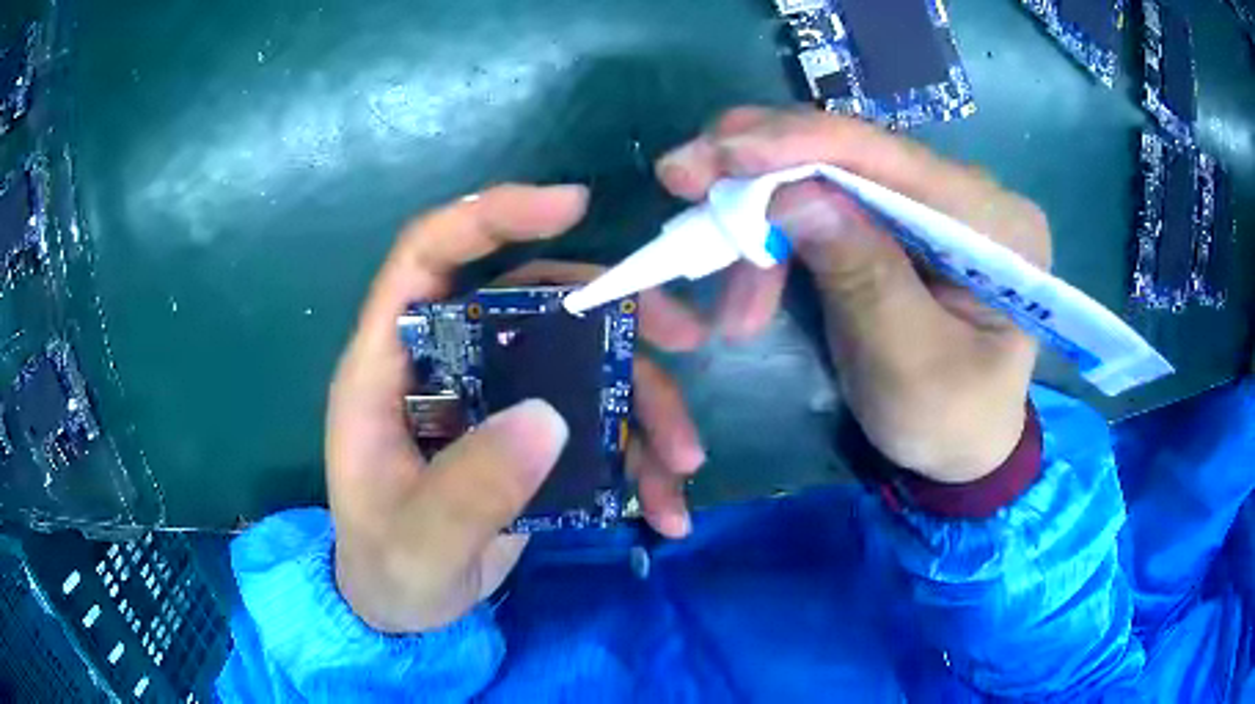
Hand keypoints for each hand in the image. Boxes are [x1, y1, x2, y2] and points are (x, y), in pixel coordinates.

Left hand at [327, 185, 706, 634]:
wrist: (406, 609)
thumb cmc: (388, 569)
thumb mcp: (417, 543)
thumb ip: (468, 490)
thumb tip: (548, 417)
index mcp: (388, 369)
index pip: (427, 256)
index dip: (491, 215)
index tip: (572, 205)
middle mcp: (446, 365)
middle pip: (533, 300)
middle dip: (614, 314)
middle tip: (683, 339)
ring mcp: (493, 399)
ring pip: (580, 362)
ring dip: (643, 402)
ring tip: (683, 462)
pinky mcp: (528, 438)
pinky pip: (595, 422)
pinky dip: (638, 456)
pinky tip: (666, 506)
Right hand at [656, 107, 1051, 483]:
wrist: (962, 447)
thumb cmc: (949, 421)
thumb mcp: (910, 364)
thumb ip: (864, 277)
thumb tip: (793, 194)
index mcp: (996, 224)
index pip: (894, 158)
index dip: (802, 143)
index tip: (719, 150)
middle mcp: (967, 194)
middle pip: (855, 152)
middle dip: (764, 162)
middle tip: (684, 173)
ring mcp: (930, 203)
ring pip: (829, 172)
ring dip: (760, 205)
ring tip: (707, 247)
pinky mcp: (897, 221)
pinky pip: (825, 202)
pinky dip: (774, 226)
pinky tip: (745, 260)